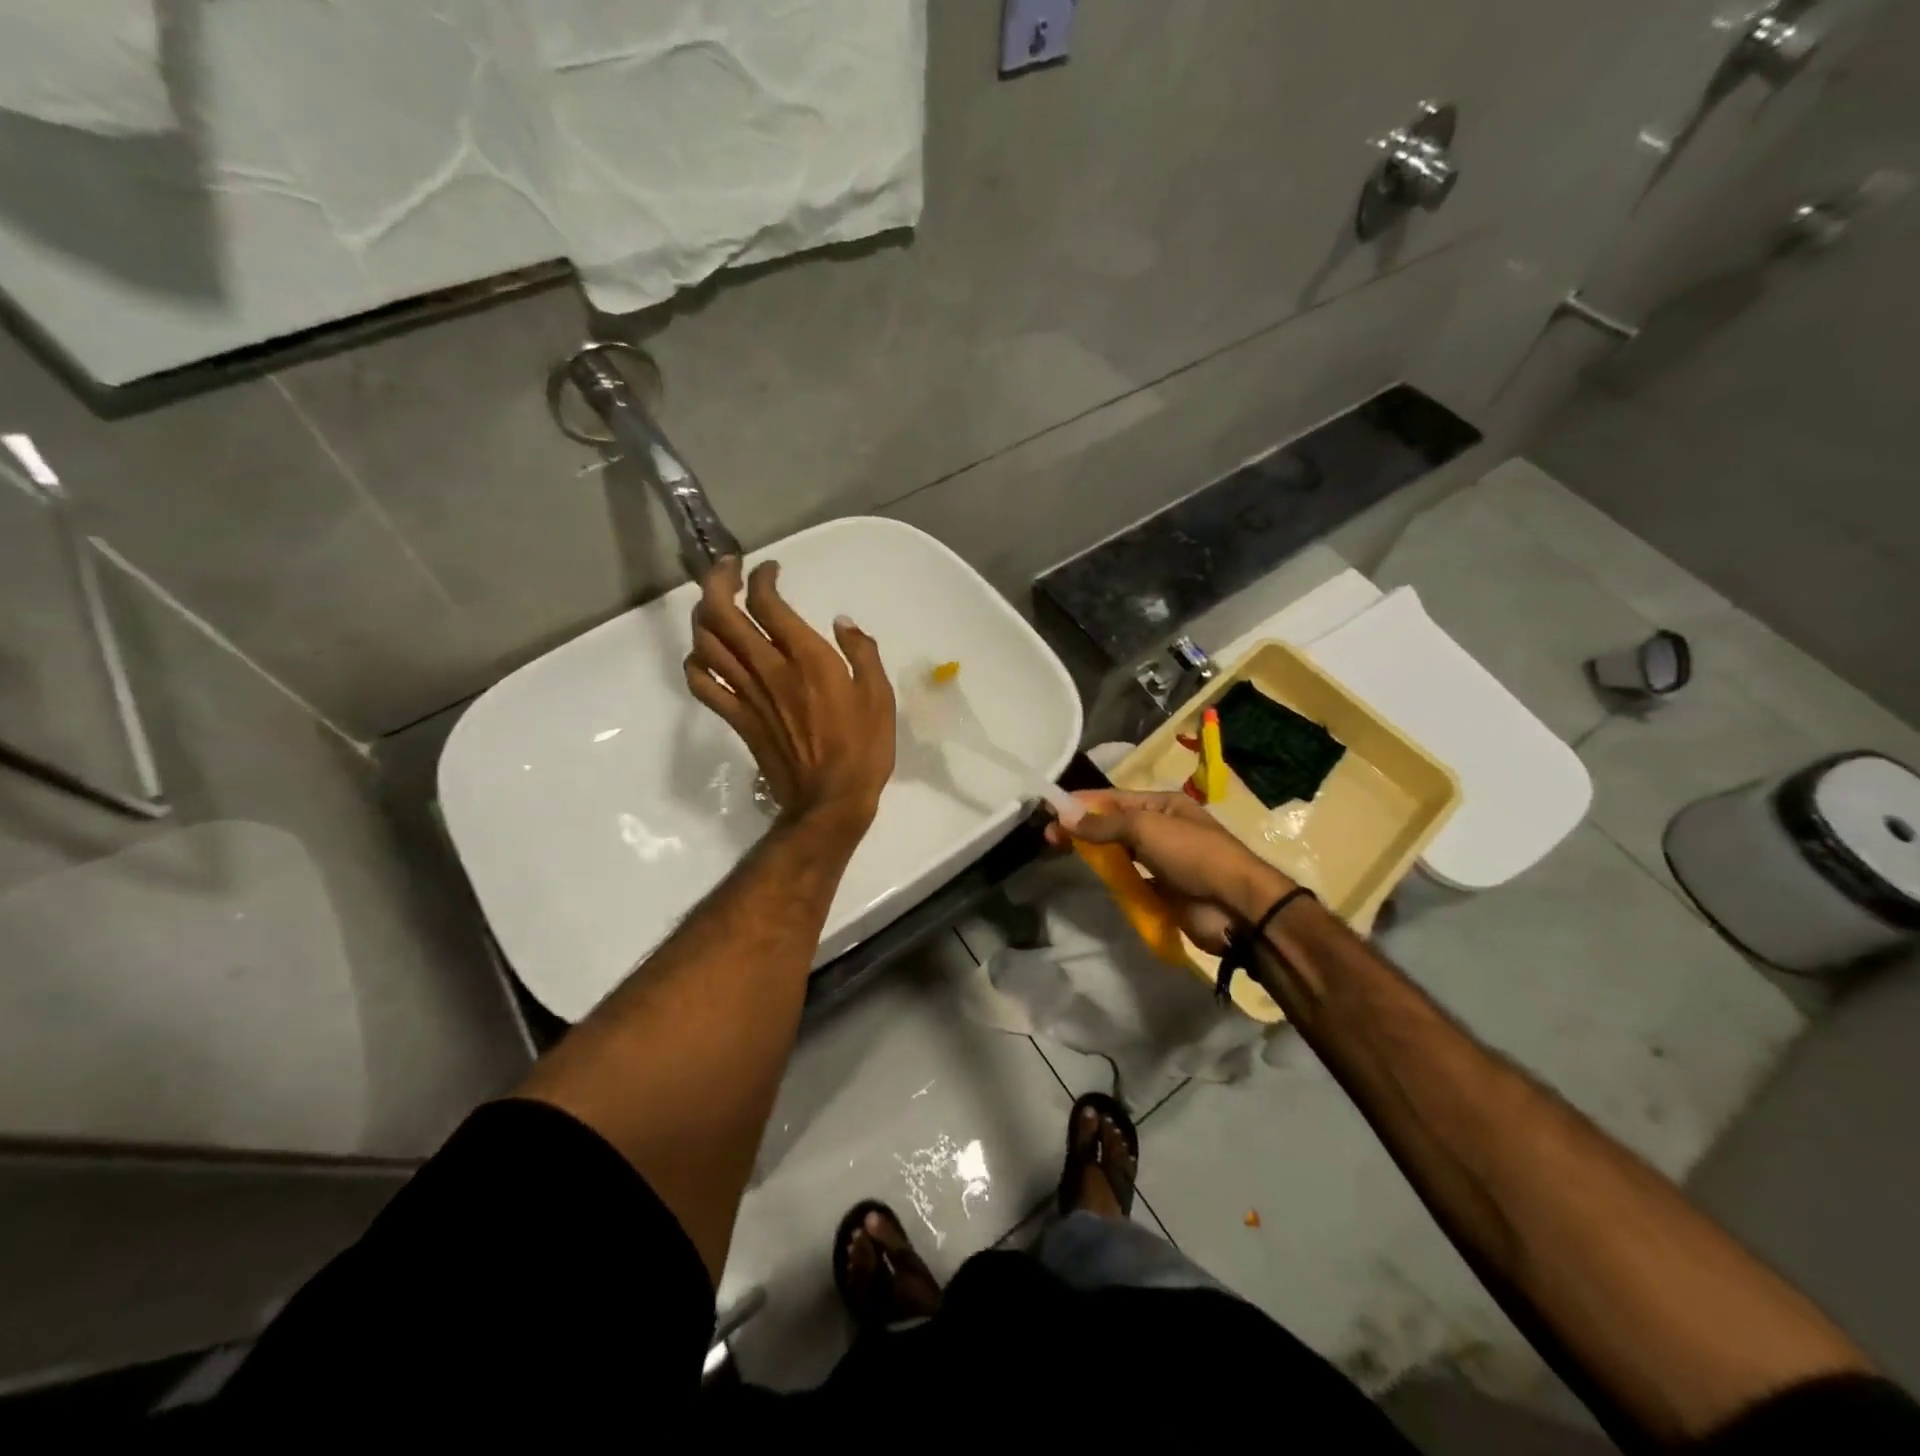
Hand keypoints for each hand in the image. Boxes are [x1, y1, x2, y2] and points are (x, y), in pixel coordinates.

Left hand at [684, 558, 895, 828]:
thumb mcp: (879, 696)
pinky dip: (696, 661)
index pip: (767, 603)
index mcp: (807, 659)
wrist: (829, 801)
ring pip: (706, 643)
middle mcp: (769, 669)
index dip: (762, 578)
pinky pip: (702, 683)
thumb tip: (843, 623)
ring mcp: (747, 694)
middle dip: (719, 581)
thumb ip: (862, 653)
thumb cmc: (863, 749)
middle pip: (722, 614)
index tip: (770, 570)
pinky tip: (707, 655)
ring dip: (704, 615)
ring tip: (717, 604)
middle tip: (730, 569)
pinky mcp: (736, 718)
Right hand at [1044, 790, 1291, 953]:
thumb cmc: (1193, 855)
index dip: (1082, 803)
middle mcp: (1162, 829)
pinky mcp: (1161, 891)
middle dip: (1083, 829)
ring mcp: (1162, 862)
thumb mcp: (1146, 828)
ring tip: (1062, 856)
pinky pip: (1129, 880)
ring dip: (1094, 854)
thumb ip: (1104, 823)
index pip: (1114, 799)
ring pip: (1119, 853)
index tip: (1049, 810)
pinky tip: (1090, 880)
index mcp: (1163, 805)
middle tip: (1049, 838)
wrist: (1236, 906)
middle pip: (1113, 825)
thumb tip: (1063, 814)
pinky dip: (1110, 879)